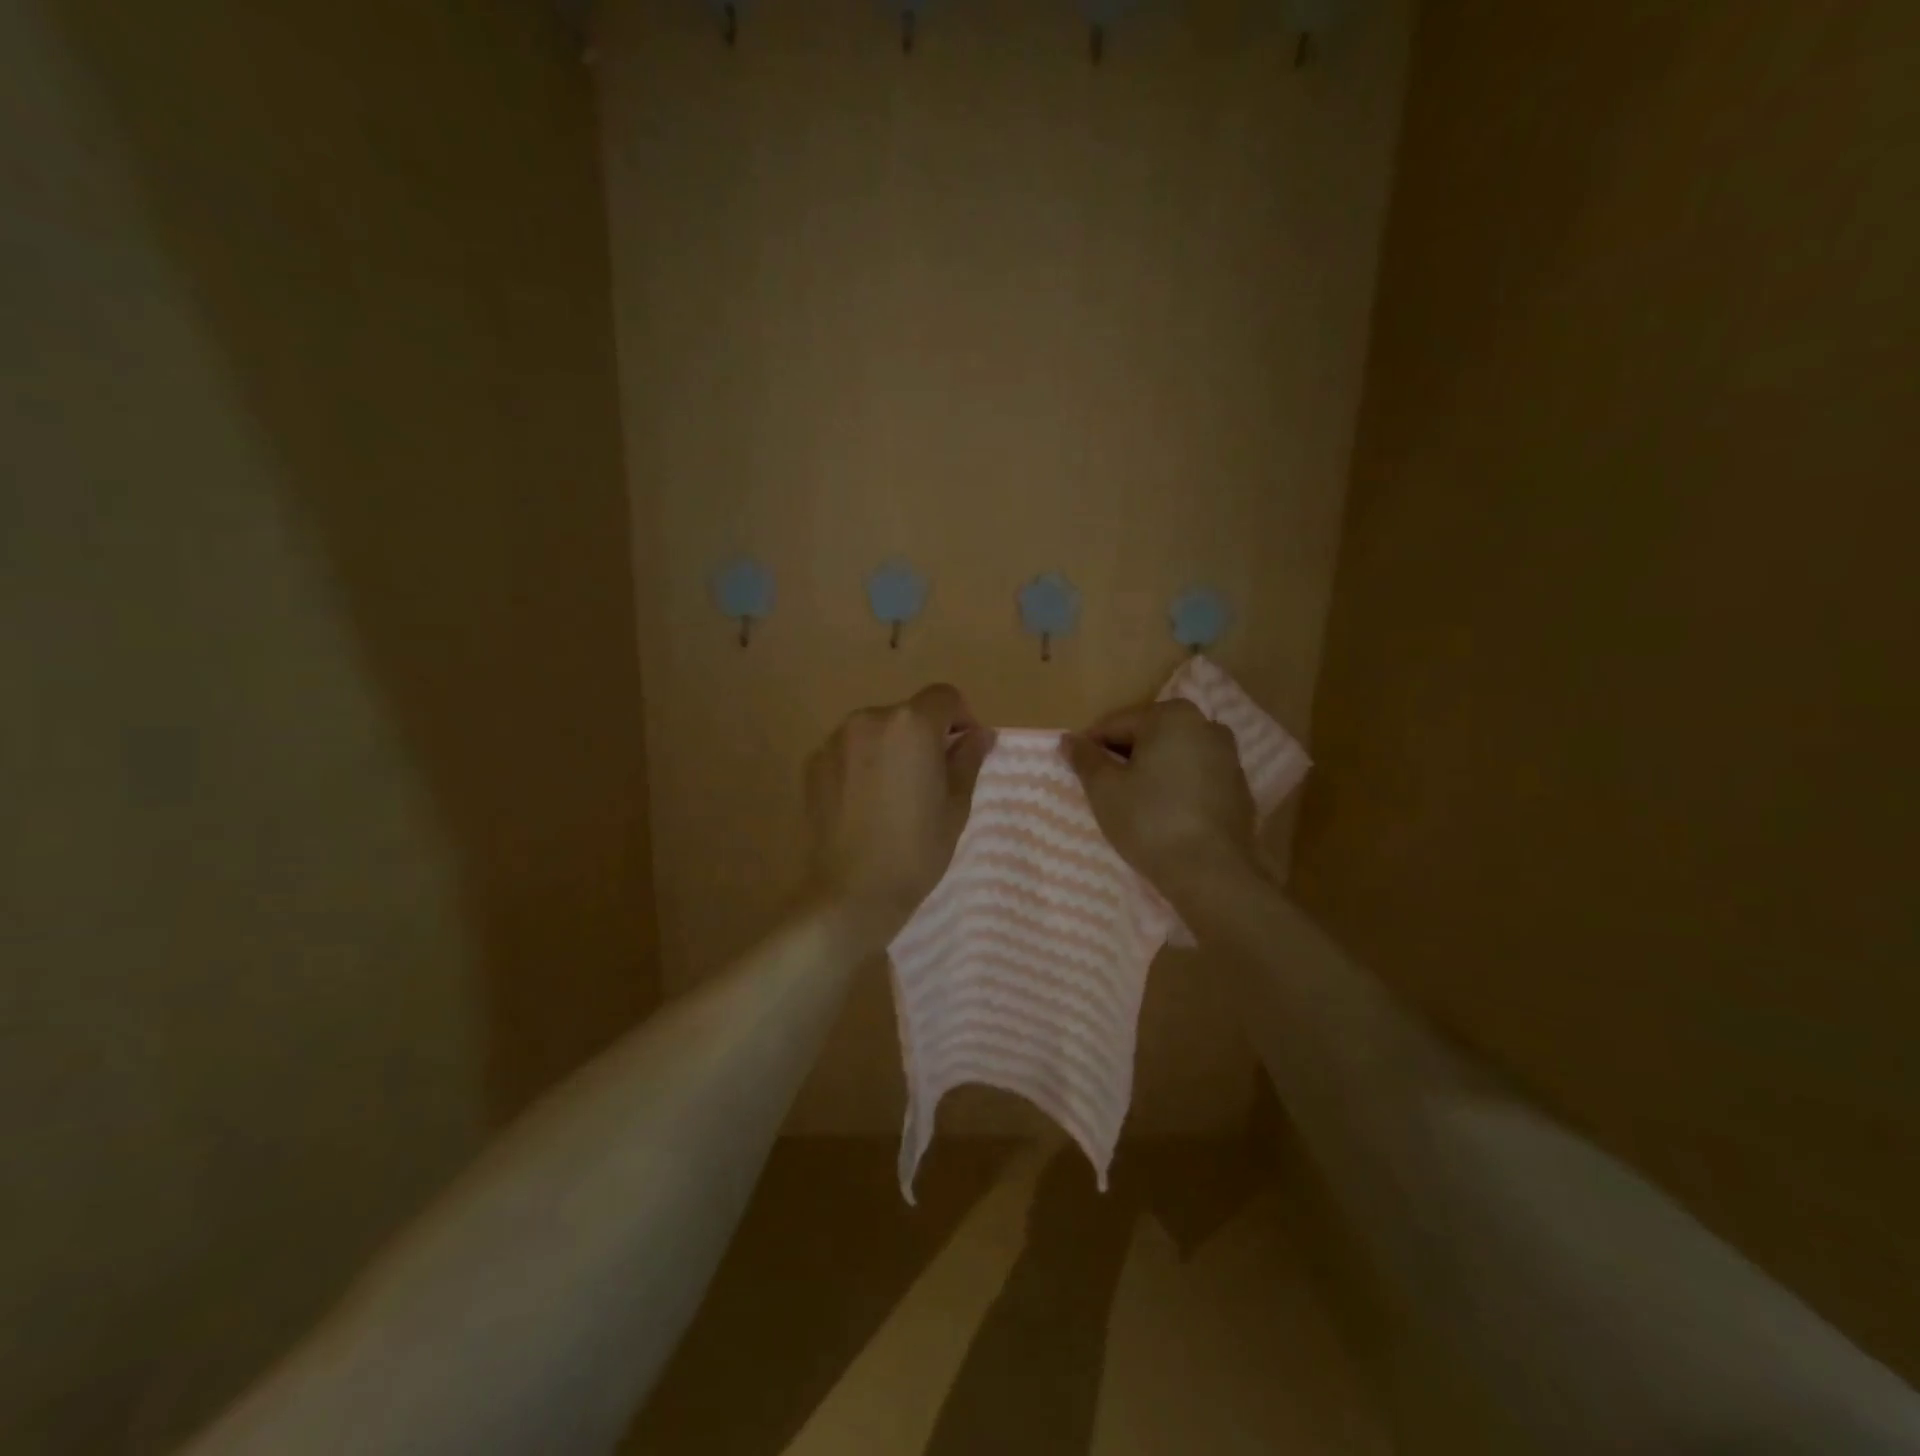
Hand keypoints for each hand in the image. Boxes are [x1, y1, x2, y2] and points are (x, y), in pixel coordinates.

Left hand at [805, 684, 993, 948]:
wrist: (851, 892)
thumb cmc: (916, 849)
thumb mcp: (955, 805)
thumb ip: (968, 759)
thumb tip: (979, 734)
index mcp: (911, 724)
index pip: (945, 697)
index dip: (961, 718)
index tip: (964, 750)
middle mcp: (870, 719)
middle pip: (908, 713)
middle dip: (925, 735)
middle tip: (932, 778)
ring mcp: (836, 740)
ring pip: (877, 730)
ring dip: (892, 748)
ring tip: (896, 792)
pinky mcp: (813, 763)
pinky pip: (850, 751)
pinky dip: (863, 763)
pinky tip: (866, 802)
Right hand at [1062, 699, 1258, 897]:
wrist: (1211, 872)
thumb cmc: (1150, 821)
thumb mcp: (1104, 789)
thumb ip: (1085, 758)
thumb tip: (1069, 740)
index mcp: (1172, 716)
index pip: (1115, 724)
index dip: (1091, 747)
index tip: (1078, 772)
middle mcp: (1206, 725)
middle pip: (1148, 735)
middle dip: (1124, 757)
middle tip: (1102, 789)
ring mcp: (1228, 756)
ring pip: (1173, 756)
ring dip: (1151, 771)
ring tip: (1132, 803)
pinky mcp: (1239, 787)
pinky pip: (1195, 777)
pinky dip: (1176, 787)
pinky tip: (1163, 814)